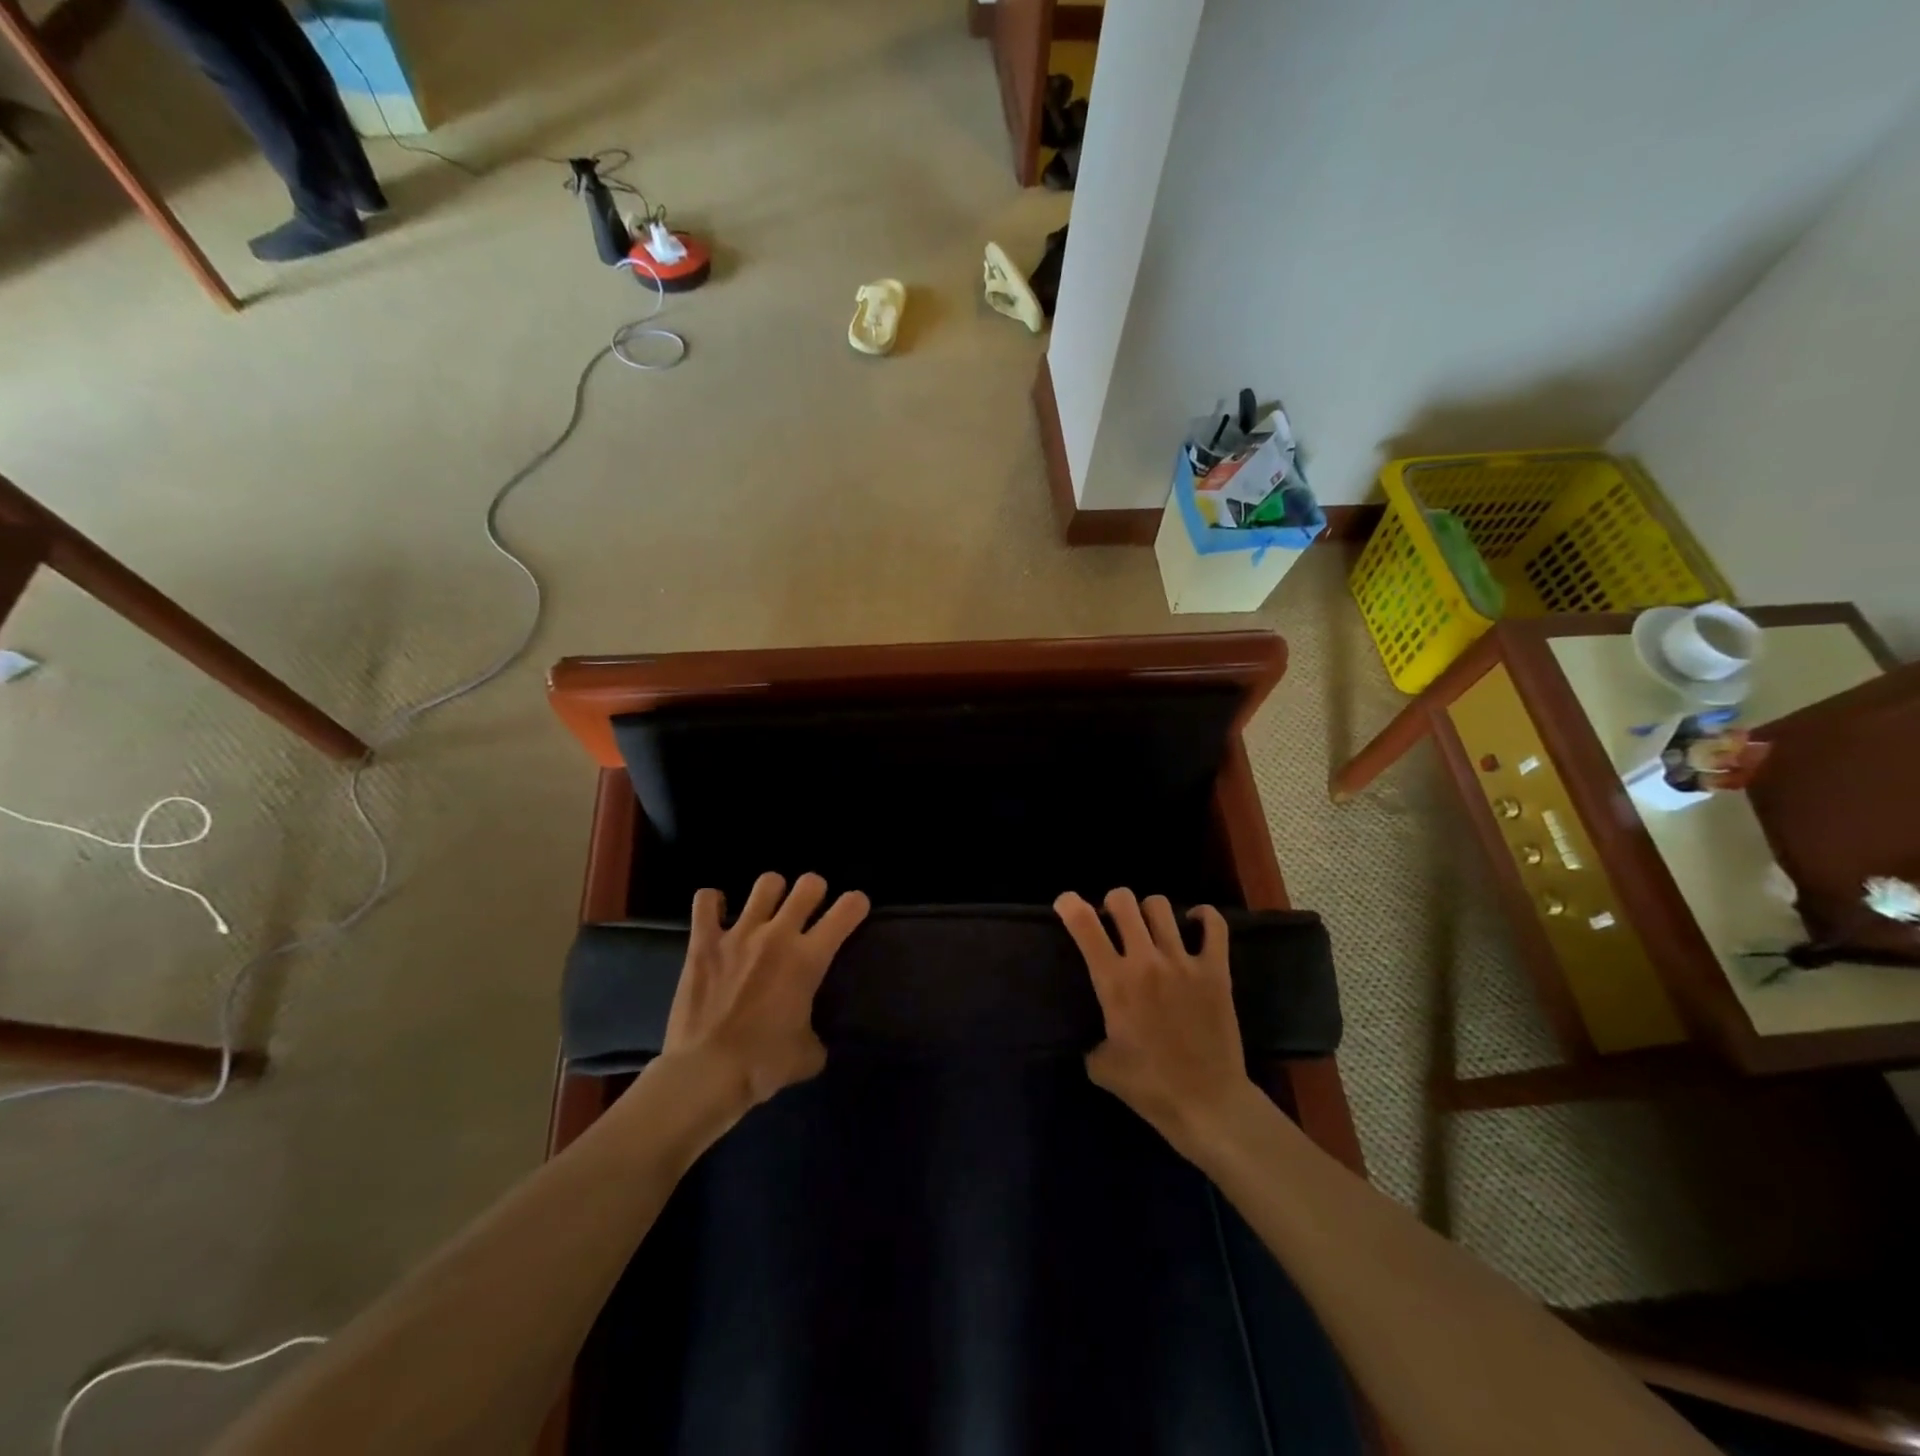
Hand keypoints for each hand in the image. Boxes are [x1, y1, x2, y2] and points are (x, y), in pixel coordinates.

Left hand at [661, 871, 868, 1112]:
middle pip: (808, 884)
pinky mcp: (703, 942)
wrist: (704, 1073)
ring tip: (767, 909)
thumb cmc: (761, 1066)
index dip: (856, 904)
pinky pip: (706, 901)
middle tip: (809, 909)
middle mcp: (778, 935)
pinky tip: (717, 913)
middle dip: (814, 891)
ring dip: (772, 892)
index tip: (854, 910)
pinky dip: (713, 902)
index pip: (848, 910)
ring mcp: (738, 934)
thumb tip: (812, 1038)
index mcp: (808, 959)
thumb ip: (816, 1037)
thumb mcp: (807, 1057)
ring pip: (766, 883)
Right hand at [1055, 888, 1256, 1155]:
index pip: (1084, 924)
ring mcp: (1183, 962)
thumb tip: (1095, 1033)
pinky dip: (1203, 918)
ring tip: (1151, 929)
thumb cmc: (1149, 1088)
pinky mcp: (1216, 971)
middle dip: (1113, 903)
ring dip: (1149, 911)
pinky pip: (1214, 925)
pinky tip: (1195, 924)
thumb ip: (1092, 1037)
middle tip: (1114, 922)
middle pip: (1123, 901)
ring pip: (1161, 906)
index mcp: (1114, 982)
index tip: (1066, 903)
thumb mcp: (1101, 1065)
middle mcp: (1146, 961)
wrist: (1208, 1105)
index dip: (1069, 905)